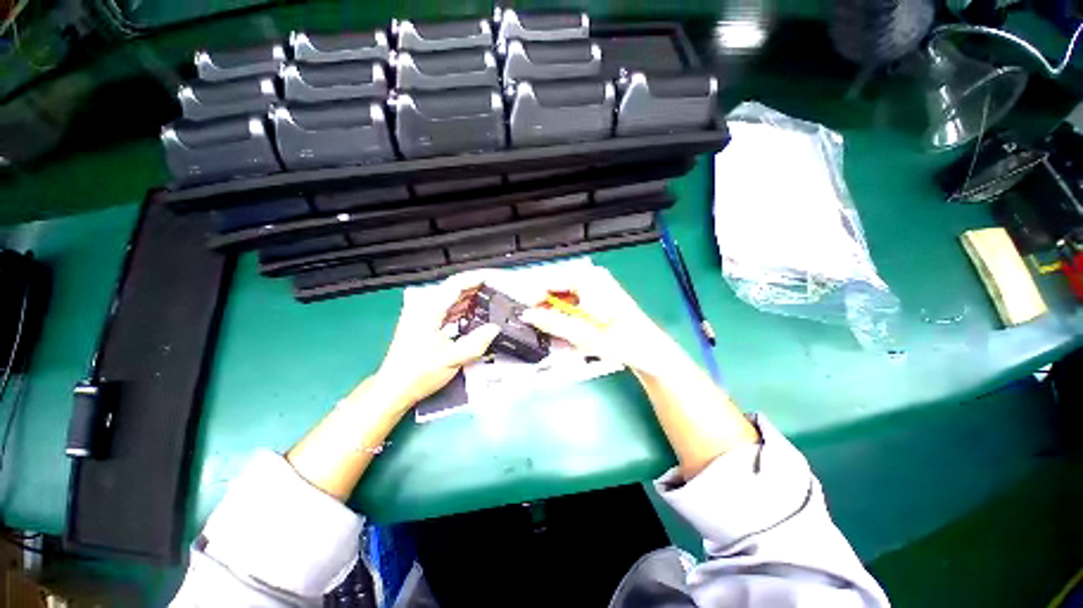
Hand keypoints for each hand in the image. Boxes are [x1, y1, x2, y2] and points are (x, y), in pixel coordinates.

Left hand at [367, 280, 499, 410]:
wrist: (394, 388)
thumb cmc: (418, 373)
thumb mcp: (452, 359)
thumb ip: (476, 343)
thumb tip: (495, 329)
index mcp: (428, 310)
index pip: (455, 285)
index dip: (475, 279)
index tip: (492, 278)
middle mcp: (423, 307)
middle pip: (452, 289)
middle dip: (474, 287)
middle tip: (495, 289)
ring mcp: (422, 315)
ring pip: (450, 299)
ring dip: (469, 298)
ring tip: (489, 299)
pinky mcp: (424, 323)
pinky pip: (446, 309)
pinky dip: (461, 309)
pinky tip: (474, 313)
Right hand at [520, 266, 688, 376]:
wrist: (649, 351)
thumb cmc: (621, 341)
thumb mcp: (581, 334)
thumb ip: (551, 322)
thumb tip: (527, 315)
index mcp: (588, 278)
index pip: (549, 280)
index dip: (532, 297)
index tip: (523, 315)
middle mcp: (591, 275)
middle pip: (555, 286)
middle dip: (543, 307)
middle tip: (535, 326)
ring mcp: (595, 284)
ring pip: (562, 294)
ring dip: (554, 313)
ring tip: (551, 332)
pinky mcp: (597, 295)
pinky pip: (572, 301)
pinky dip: (565, 315)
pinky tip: (565, 331)